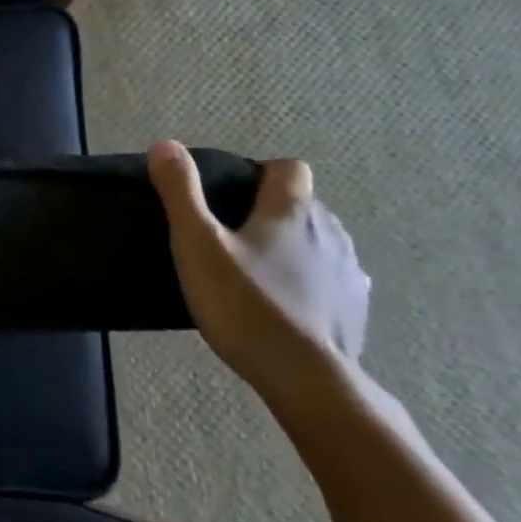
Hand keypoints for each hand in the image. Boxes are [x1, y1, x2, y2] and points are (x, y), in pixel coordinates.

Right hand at [147, 140, 370, 415]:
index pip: (288, 168)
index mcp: (291, 212)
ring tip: (257, 271)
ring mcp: (348, 272)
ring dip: (294, 246)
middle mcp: (328, 232)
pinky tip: (284, 303)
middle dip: (272, 211)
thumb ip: (180, 193)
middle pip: (304, 204)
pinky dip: (311, 281)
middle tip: (231, 236)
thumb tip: (165, 145)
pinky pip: (332, 279)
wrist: (303, 376)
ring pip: (320, 242)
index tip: (232, 192)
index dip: (262, 172)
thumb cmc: (244, 303)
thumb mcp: (197, 244)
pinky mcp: (355, 309)